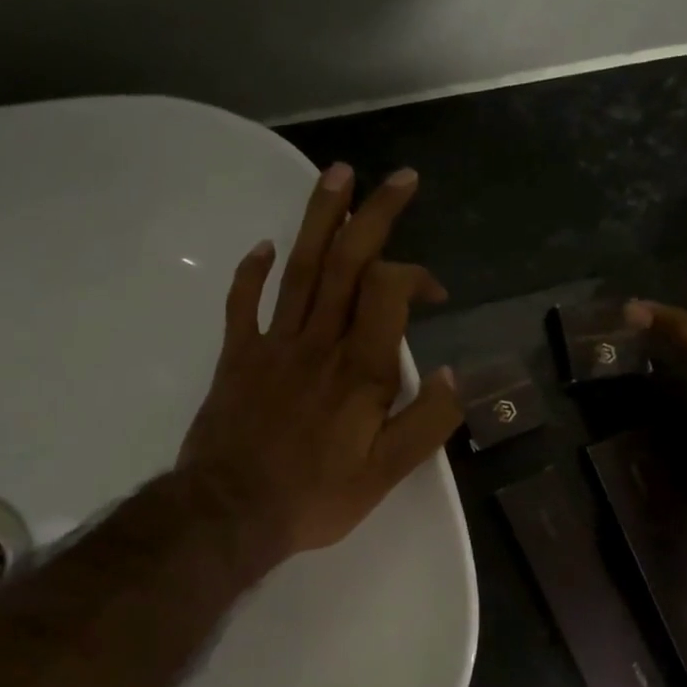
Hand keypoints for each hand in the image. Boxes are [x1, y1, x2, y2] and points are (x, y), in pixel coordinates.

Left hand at [178, 163, 460, 568]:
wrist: (230, 512)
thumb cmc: (315, 496)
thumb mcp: (387, 474)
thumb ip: (427, 422)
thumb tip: (456, 375)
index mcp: (360, 369)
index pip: (390, 291)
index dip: (416, 277)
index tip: (436, 295)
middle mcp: (319, 343)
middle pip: (347, 263)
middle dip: (375, 214)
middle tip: (398, 178)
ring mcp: (274, 345)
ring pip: (300, 268)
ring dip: (320, 218)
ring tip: (337, 173)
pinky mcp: (238, 357)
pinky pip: (244, 303)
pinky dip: (253, 271)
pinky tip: (264, 246)